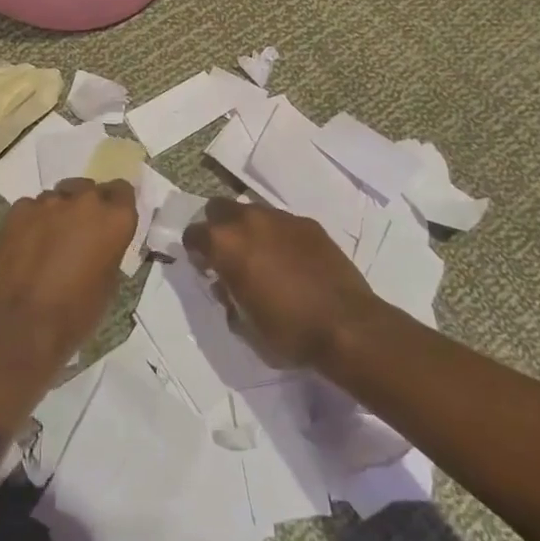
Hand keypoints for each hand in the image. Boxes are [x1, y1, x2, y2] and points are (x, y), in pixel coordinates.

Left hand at [0, 178, 136, 379]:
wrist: (19, 329)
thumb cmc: (74, 315)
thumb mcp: (108, 284)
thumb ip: (108, 249)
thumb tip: (100, 242)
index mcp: (113, 219)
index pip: (123, 190)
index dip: (116, 205)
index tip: (109, 222)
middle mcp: (83, 202)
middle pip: (88, 189)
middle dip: (85, 206)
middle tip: (78, 234)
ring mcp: (45, 203)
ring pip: (56, 198)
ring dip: (57, 214)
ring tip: (47, 243)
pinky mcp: (15, 212)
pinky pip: (29, 209)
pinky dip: (30, 222)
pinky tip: (24, 247)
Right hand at [183, 199, 377, 369]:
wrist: (346, 325)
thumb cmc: (287, 332)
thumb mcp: (243, 325)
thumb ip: (227, 297)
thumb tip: (226, 285)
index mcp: (225, 244)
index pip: (194, 233)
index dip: (195, 250)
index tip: (204, 267)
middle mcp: (249, 221)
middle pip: (219, 208)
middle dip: (217, 228)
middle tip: (228, 256)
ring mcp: (281, 218)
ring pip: (252, 211)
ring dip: (249, 229)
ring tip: (262, 258)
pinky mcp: (309, 224)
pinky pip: (282, 223)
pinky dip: (278, 236)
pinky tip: (291, 261)